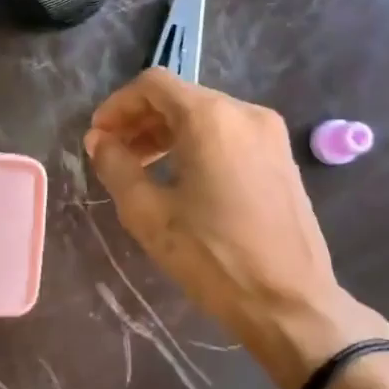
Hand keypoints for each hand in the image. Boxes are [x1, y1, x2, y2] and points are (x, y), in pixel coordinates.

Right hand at [85, 70, 388, 388]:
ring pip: (205, 115)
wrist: (290, 303)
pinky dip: (197, 144)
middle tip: (113, 155)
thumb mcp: (149, 213)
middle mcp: (245, 113)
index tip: (98, 137)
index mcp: (211, 118)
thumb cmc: (212, 257)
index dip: (117, 105)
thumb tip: (99, 140)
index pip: (153, 84)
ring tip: (141, 168)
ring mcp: (270, 134)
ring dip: (166, 133)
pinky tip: (181, 178)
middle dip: (140, 120)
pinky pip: (228, 134)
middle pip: (180, 97)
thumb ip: (116, 166)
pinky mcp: (281, 157)